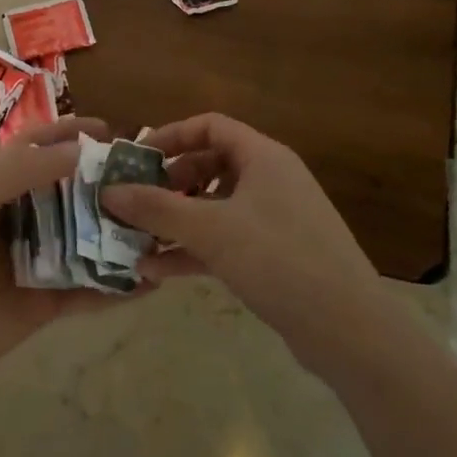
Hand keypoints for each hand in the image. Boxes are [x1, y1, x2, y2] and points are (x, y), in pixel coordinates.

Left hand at [0, 117, 132, 399]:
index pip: (36, 149)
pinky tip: (152, 280)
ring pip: (85, 239)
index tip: (110, 130)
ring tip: (161, 222)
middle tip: (149, 177)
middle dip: (105, 182)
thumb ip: (20, 172)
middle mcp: (18, 218)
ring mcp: (35, 262)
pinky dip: (118, 286)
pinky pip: (90, 291)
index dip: (69, 134)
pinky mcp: (46, 304)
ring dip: (117, 231)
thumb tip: (80, 152)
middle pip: (69, 192)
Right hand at [100, 113, 384, 371]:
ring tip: (136, 238)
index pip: (209, 127)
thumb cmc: (278, 259)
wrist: (349, 330)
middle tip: (134, 201)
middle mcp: (270, 180)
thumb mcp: (210, 229)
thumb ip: (156, 207)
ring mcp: (274, 220)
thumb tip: (107, 190)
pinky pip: (225, 241)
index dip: (170, 136)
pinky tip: (156, 272)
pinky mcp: (275, 256)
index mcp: (263, 157)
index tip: (135, 158)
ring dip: (175, 221)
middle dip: (167, 183)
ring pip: (214, 208)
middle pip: (209, 166)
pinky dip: (193, 250)